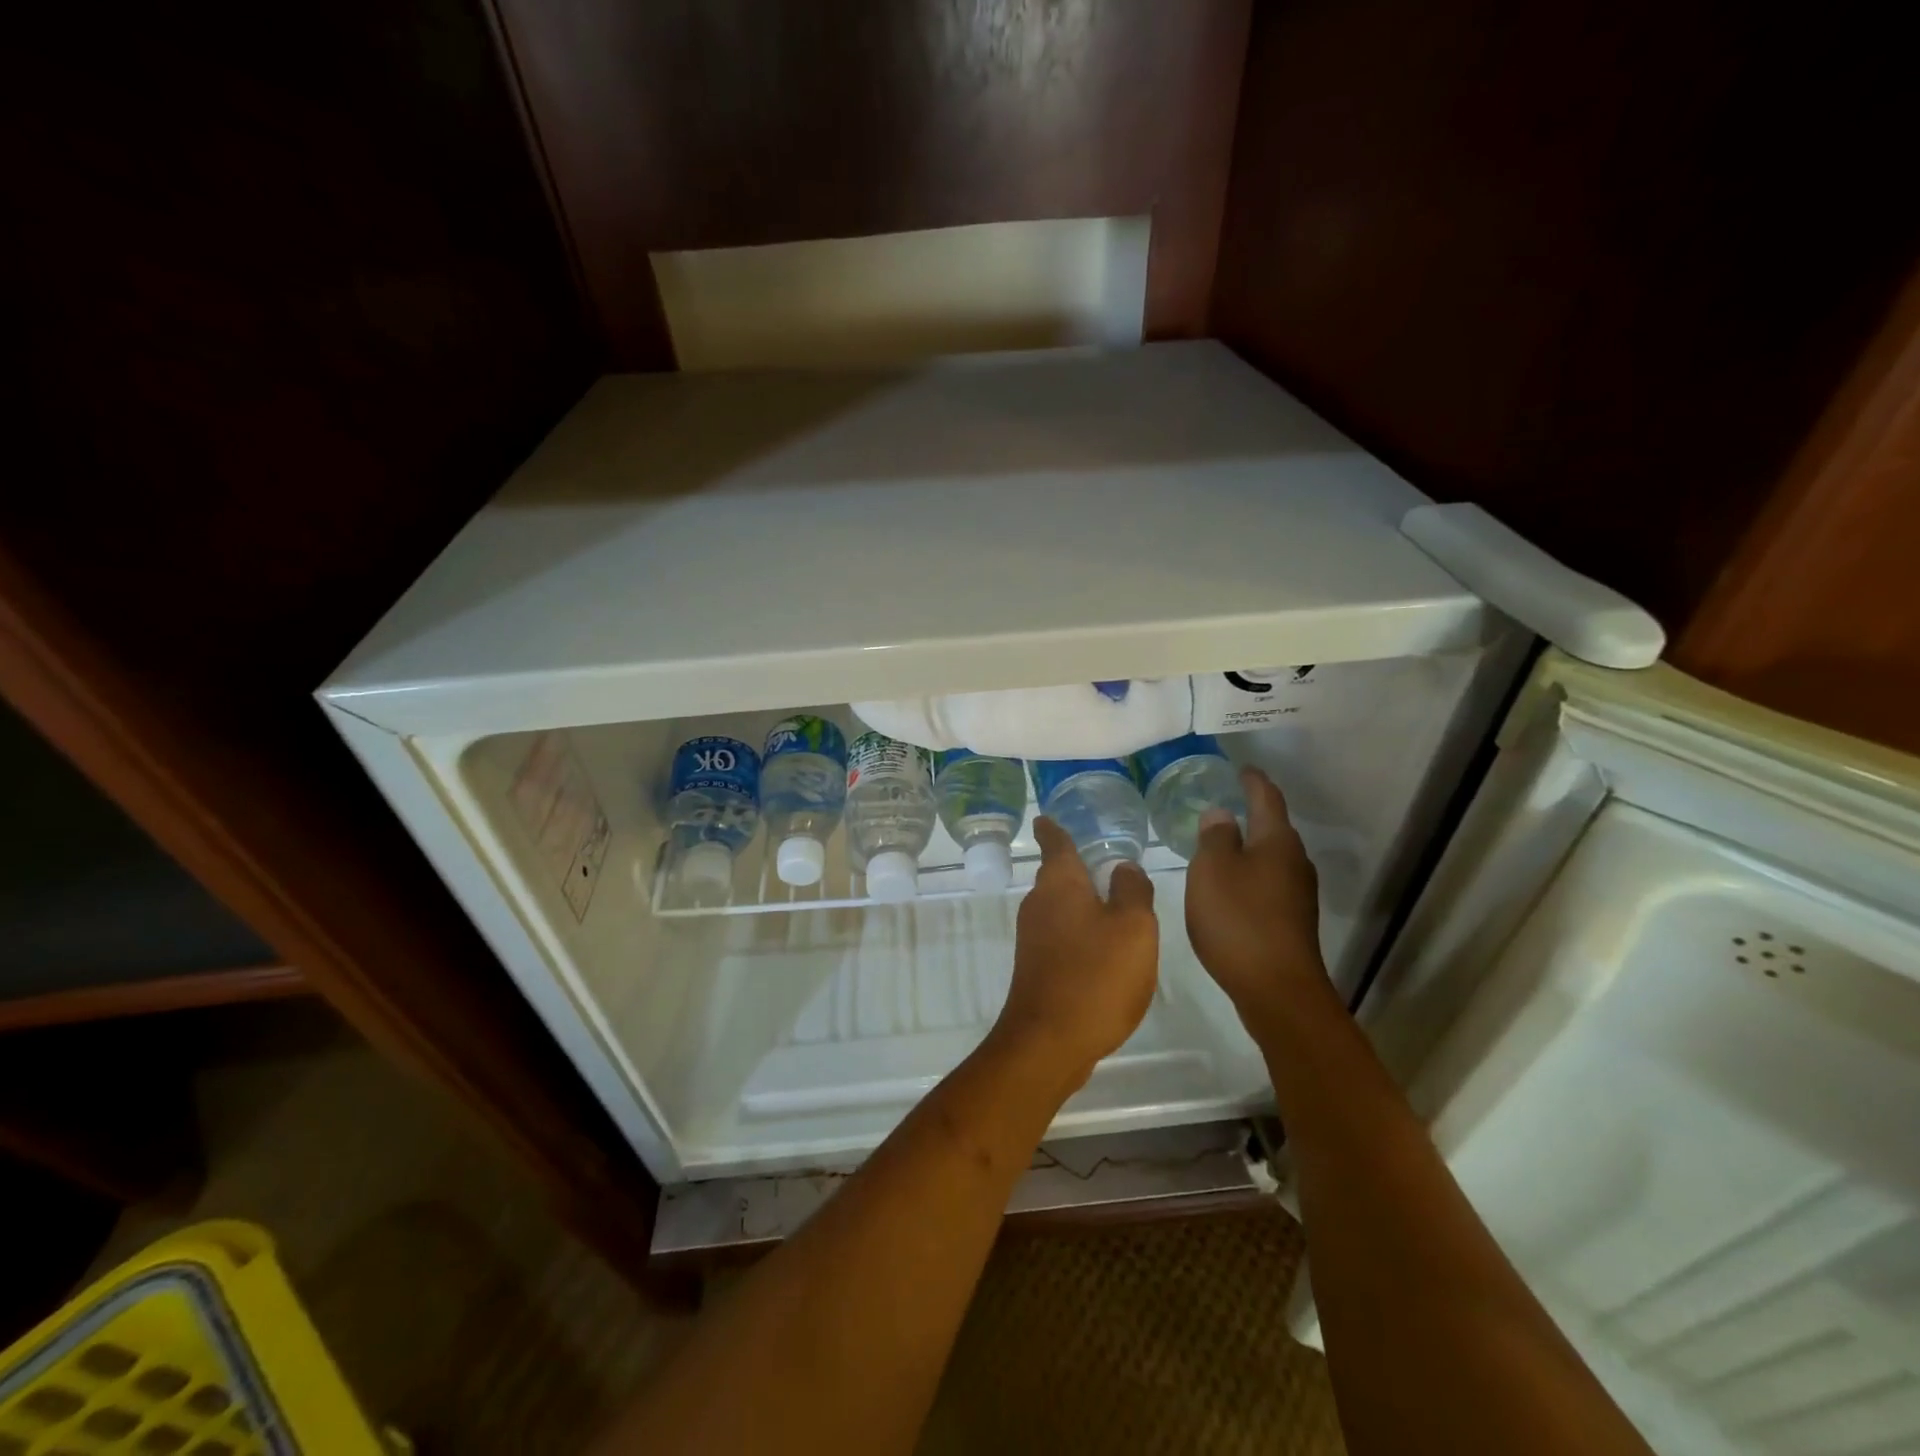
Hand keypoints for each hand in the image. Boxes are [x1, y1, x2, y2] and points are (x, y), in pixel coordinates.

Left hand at [991, 817, 1158, 1086]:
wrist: (1049, 1040)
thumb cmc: (1095, 975)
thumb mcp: (1133, 927)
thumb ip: (1132, 891)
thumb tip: (1123, 868)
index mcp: (1060, 883)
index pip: (1054, 842)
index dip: (1052, 828)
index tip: (1044, 817)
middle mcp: (1039, 903)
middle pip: (1056, 875)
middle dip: (1075, 866)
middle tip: (1102, 858)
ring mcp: (1033, 937)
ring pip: (1059, 906)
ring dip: (1081, 901)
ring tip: (1112, 901)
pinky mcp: (1036, 966)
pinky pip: (1061, 934)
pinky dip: (1080, 931)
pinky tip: (1103, 947)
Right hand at [1185, 766, 1332, 1027]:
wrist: (1277, 990)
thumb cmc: (1239, 920)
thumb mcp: (1212, 870)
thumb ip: (1215, 837)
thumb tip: (1222, 814)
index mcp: (1277, 842)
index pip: (1267, 798)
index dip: (1252, 781)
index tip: (1241, 768)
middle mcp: (1295, 862)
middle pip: (1274, 828)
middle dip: (1251, 813)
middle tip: (1223, 804)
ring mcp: (1297, 894)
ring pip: (1271, 858)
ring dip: (1249, 847)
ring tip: (1220, 844)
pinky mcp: (1292, 921)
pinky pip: (1268, 883)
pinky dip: (1249, 875)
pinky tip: (1230, 886)